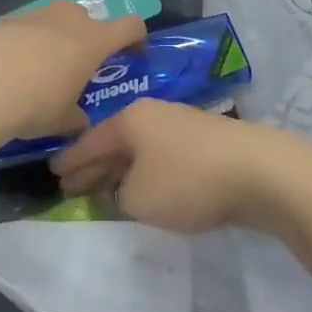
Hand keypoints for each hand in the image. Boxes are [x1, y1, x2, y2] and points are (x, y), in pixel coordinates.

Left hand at [0, 1, 147, 140]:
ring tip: (40, 72)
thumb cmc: (36, 101)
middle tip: (78, 70)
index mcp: (94, 40)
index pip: (131, 26)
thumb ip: (77, 118)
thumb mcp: (64, 120)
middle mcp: (69, 18)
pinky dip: (27, 43)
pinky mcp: (7, 18)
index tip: (132, 56)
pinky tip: (11, 69)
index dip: (136, 40)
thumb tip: (79, 121)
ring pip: (56, 22)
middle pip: (90, 21)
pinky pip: (27, 28)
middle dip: (88, 41)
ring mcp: (37, 13)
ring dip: (56, 41)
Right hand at [50, 99, 311, 234]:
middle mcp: (153, 114)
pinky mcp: (206, 141)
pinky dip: (148, 172)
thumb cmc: (188, 181)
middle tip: (73, 186)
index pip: (90, 141)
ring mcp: (182, 124)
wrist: (259, 171)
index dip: (69, 161)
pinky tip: (147, 188)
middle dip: (94, 165)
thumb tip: (125, 188)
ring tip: (108, 190)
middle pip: (114, 141)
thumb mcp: (138, 198)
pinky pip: (163, 156)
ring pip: (140, 148)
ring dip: (123, 170)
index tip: (52, 174)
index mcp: (130, 119)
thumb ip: (119, 195)